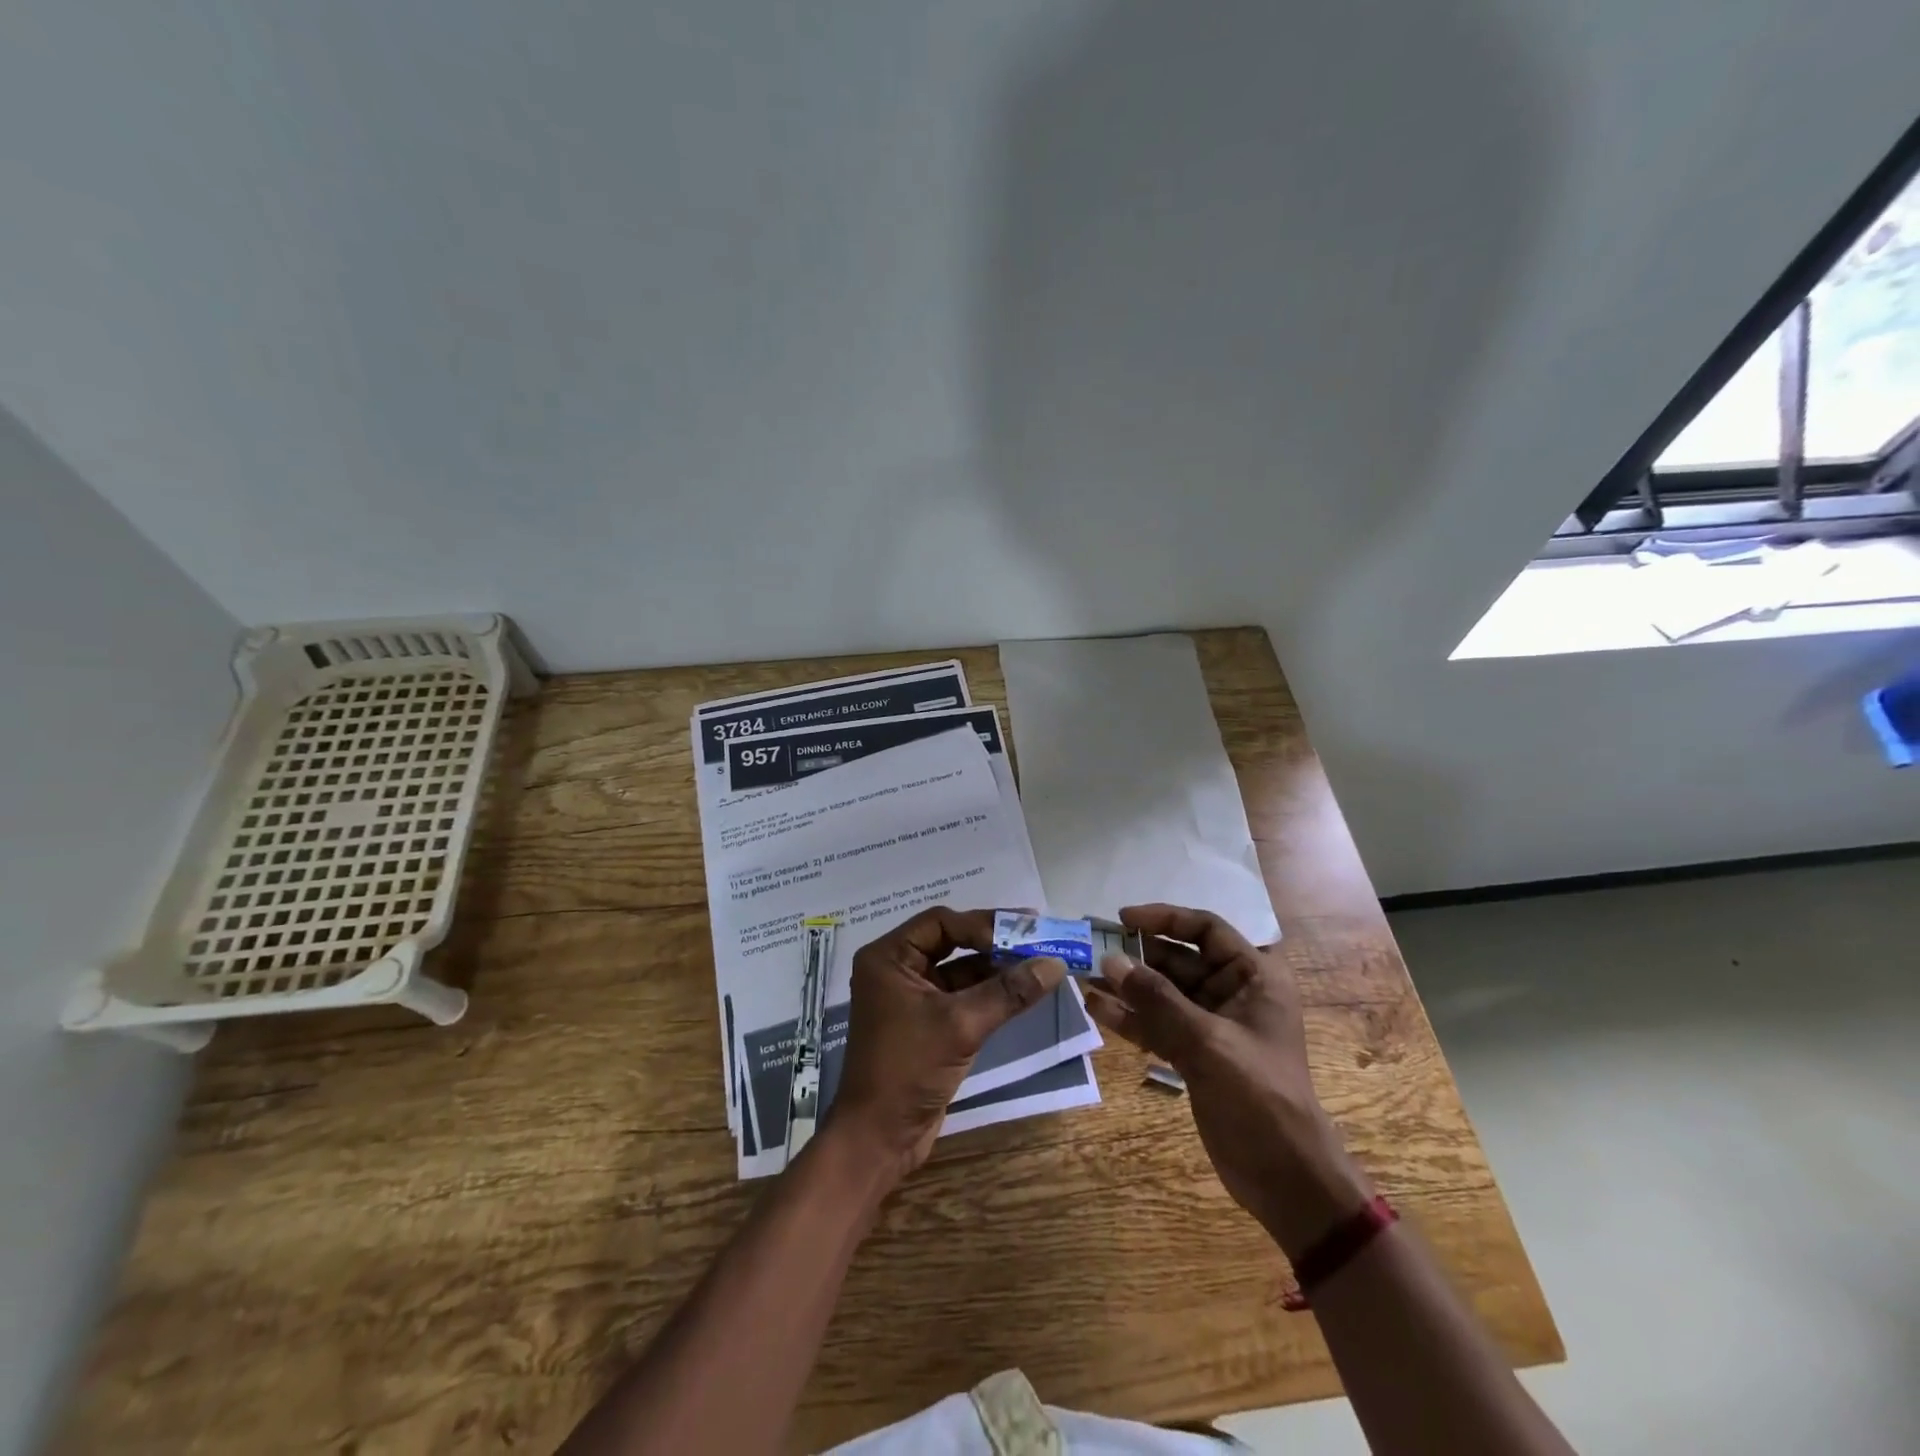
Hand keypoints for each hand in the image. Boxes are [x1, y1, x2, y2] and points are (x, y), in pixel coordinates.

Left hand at [826, 907, 1066, 1184]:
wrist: (878, 1139)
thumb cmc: (908, 1069)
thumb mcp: (960, 1026)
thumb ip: (1007, 992)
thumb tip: (1055, 964)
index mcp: (889, 957)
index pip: (942, 923)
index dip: (984, 924)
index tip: (1025, 929)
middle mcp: (896, 970)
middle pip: (951, 942)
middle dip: (994, 943)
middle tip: (1038, 938)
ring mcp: (911, 998)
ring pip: (959, 971)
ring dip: (996, 969)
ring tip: (1039, 964)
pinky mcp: (926, 1024)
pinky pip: (961, 997)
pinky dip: (990, 994)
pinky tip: (1022, 993)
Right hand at [1086, 903, 1371, 1256]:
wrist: (1286, 1179)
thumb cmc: (1258, 1097)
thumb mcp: (1206, 1042)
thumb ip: (1156, 999)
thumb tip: (1109, 960)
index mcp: (1254, 976)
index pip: (1205, 929)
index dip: (1164, 918)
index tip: (1122, 919)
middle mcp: (1233, 992)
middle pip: (1178, 959)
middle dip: (1135, 955)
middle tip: (1090, 949)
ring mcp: (1212, 1024)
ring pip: (1162, 992)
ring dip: (1126, 986)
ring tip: (1083, 976)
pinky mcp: (1194, 1053)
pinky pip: (1157, 1024)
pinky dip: (1129, 1017)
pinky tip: (1095, 1008)